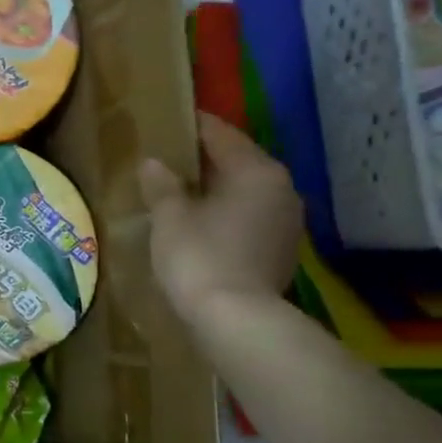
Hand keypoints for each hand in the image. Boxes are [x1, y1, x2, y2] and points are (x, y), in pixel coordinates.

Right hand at [141, 112, 302, 325]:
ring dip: (217, 190)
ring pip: (246, 192)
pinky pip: (250, 218)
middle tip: (169, 160)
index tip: (169, 122)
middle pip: (238, 162)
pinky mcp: (282, 250)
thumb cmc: (200, 258)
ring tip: (182, 194)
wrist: (236, 320)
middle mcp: (281, 188)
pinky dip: (228, 215)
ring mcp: (287, 221)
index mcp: (256, 170)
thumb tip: (154, 164)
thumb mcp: (170, 217)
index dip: (192, 126)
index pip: (221, 134)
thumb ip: (162, 185)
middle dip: (205, 160)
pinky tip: (203, 225)